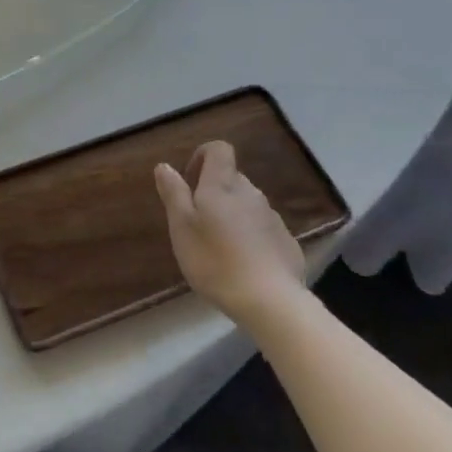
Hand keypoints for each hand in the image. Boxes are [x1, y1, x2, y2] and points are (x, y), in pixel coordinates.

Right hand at [155, 141, 305, 329]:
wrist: (270, 301)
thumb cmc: (215, 260)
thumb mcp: (182, 227)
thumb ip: (174, 193)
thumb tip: (165, 166)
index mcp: (223, 185)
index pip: (219, 149)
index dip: (203, 156)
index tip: (189, 180)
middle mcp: (251, 193)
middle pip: (231, 178)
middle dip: (213, 192)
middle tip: (197, 223)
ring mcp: (272, 217)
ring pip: (246, 205)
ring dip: (231, 215)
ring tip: (218, 248)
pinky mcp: (286, 242)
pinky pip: (262, 228)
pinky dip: (250, 237)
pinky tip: (242, 264)